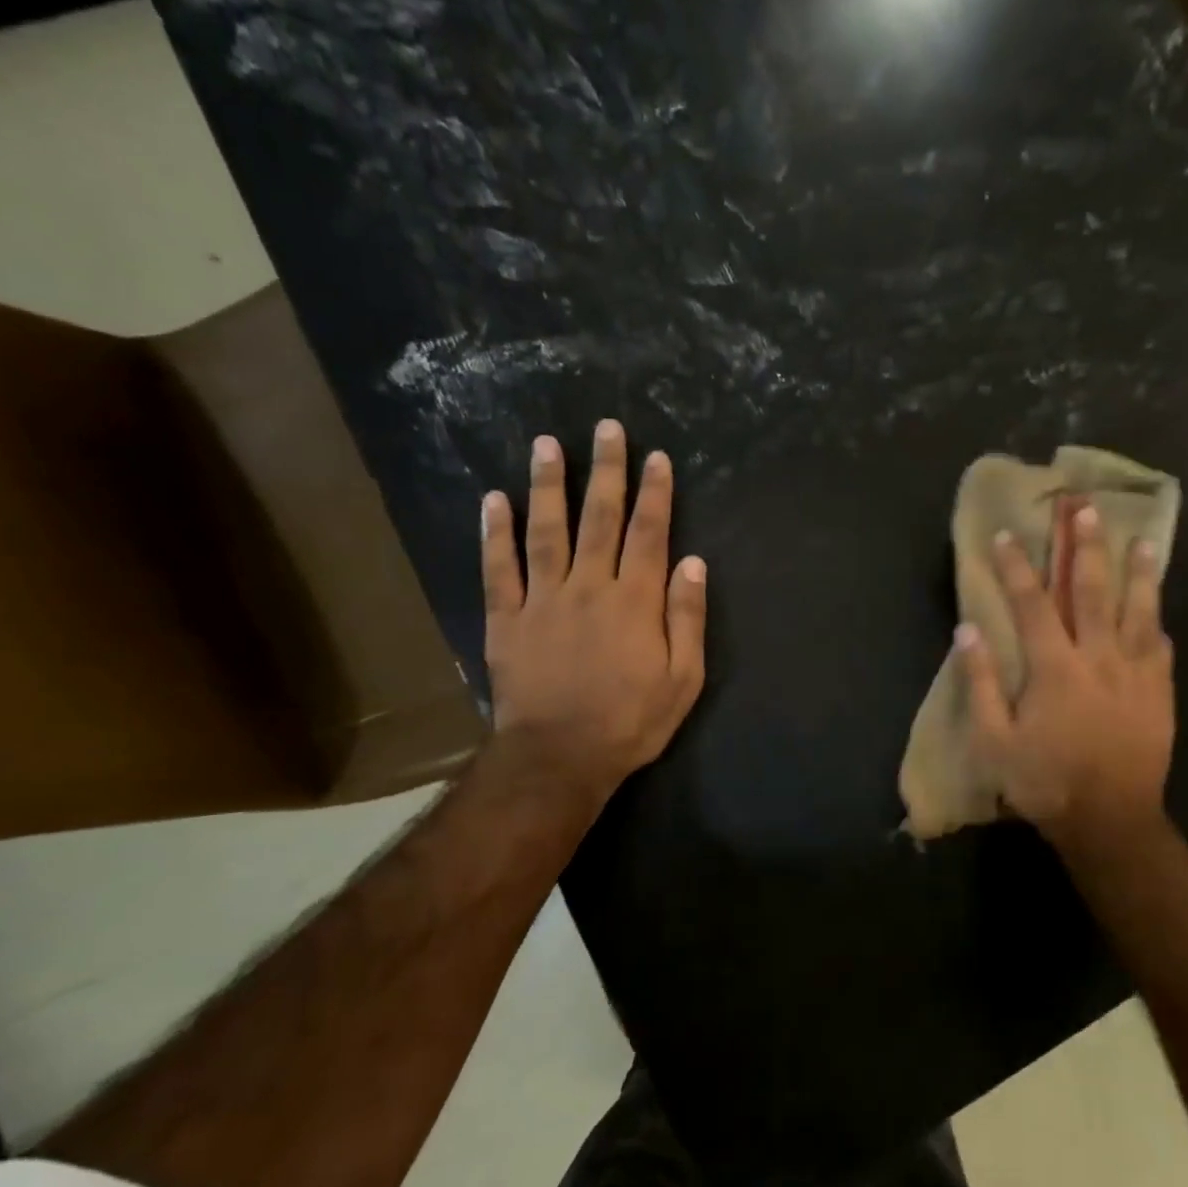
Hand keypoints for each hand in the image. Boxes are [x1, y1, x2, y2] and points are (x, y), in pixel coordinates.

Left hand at [481, 419, 706, 823]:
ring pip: (546, 530)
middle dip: (606, 471)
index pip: (649, 534)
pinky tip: (494, 499)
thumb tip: (693, 564)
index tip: (656, 457)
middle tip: (606, 428)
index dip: (655, 493)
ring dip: (548, 485)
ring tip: (547, 444)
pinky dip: (494, 532)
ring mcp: (542, 599)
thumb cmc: (630, 722)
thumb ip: (687, 618)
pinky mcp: (505, 619)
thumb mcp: (683, 679)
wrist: (559, 758)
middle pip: (600, 519)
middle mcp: (589, 587)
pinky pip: (498, 568)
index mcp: (635, 601)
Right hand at [959, 504, 1175, 852]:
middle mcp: (1098, 658)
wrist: (1111, 821)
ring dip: (1138, 573)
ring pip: (1138, 612)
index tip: (1007, 534)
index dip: (1017, 567)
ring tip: (1143, 540)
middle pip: (1092, 592)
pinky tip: (1159, 610)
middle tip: (1085, 509)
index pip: (1032, 604)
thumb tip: (968, 631)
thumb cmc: (1045, 782)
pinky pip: (1161, 648)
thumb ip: (981, 683)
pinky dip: (1157, 623)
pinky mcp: (1160, 694)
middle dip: (1085, 547)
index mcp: (1054, 668)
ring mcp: (1135, 674)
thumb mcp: (994, 741)